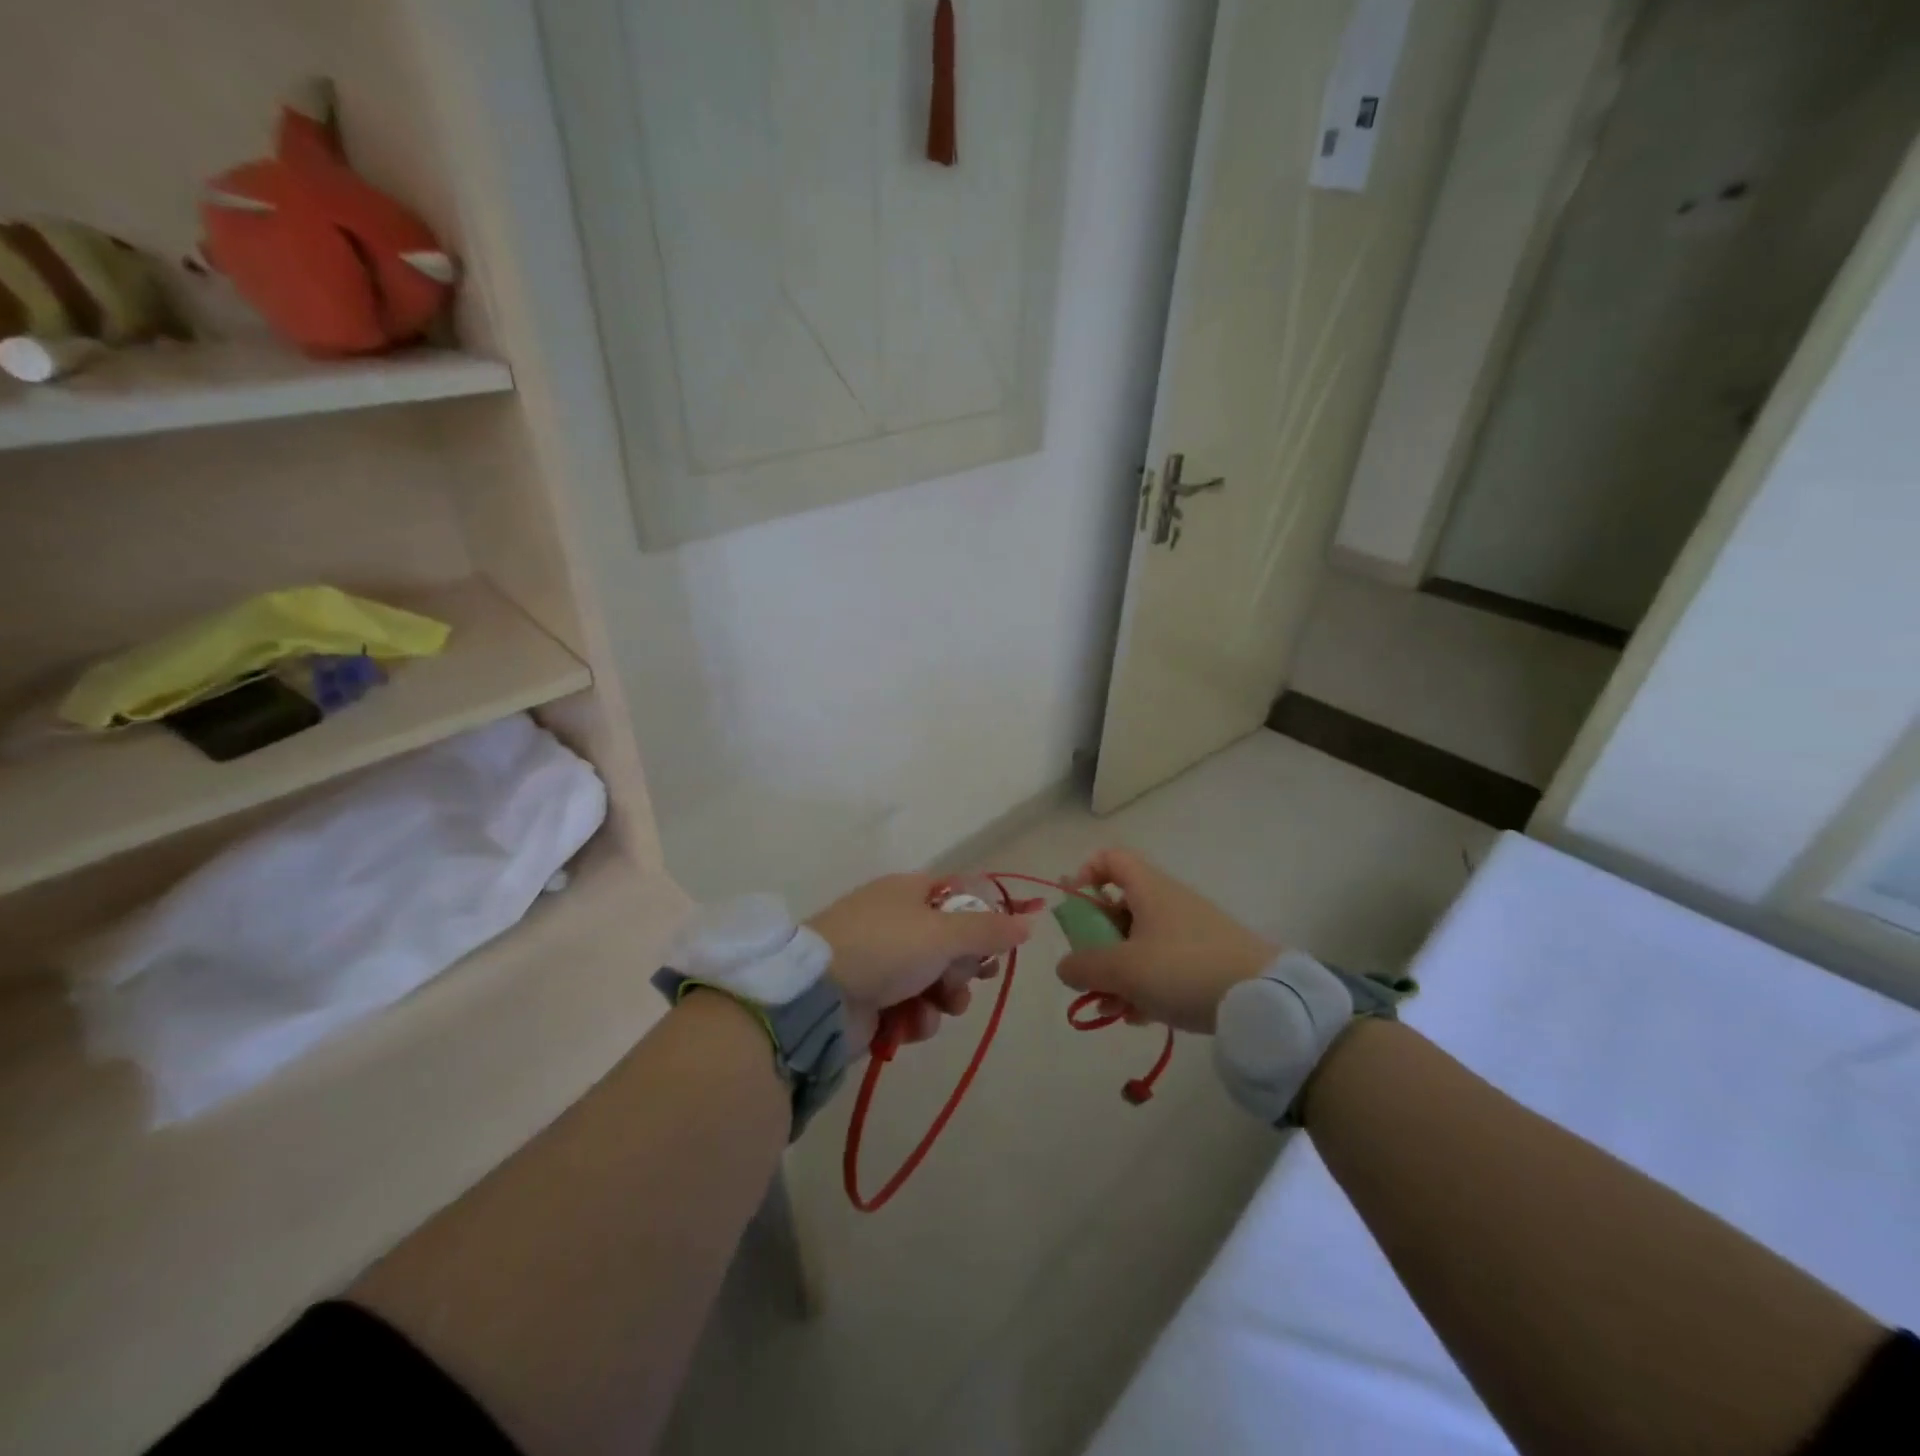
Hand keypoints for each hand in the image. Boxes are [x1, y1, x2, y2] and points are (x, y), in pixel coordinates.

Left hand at [810, 874, 1033, 1050]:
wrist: (818, 996)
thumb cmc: (885, 948)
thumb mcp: (943, 933)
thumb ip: (989, 929)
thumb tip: (1029, 922)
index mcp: (908, 892)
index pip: (958, 897)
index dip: (983, 919)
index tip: (1000, 944)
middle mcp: (896, 922)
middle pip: (951, 943)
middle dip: (964, 968)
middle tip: (970, 979)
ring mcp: (882, 961)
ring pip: (935, 980)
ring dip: (945, 997)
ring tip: (941, 1006)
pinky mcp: (873, 999)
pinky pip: (912, 1007)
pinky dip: (918, 1017)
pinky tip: (912, 1023)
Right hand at [1057, 849, 1275, 1033]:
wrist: (1263, 999)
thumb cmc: (1183, 970)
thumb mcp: (1123, 969)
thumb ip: (1085, 966)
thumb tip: (1065, 966)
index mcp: (1149, 889)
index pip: (1110, 859)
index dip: (1086, 874)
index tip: (1074, 906)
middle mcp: (1169, 902)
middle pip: (1120, 908)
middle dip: (1097, 942)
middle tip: (1086, 972)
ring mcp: (1190, 932)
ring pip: (1140, 943)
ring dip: (1118, 972)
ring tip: (1108, 1007)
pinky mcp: (1208, 961)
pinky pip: (1164, 965)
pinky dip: (1145, 985)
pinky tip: (1139, 1017)